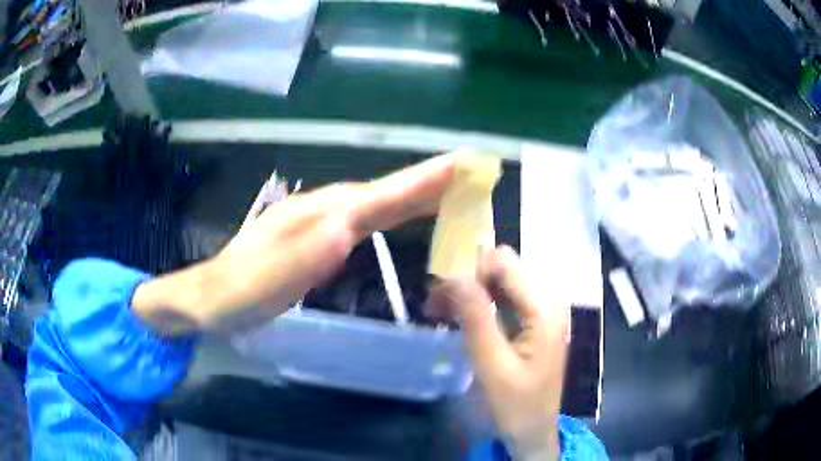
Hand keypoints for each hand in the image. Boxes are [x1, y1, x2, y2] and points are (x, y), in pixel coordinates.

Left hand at [133, 154, 454, 333]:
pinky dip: (389, 213)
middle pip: (379, 193)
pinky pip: (363, 220)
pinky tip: (399, 216)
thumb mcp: (257, 285)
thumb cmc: (230, 296)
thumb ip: (298, 259)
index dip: (416, 183)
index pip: (372, 197)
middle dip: (424, 182)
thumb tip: (348, 228)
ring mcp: (314, 224)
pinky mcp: (314, 239)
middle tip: (467, 172)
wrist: (204, 300)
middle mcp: (317, 212)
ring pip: (372, 203)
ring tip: (447, 189)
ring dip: (411, 194)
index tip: (458, 166)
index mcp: (309, 220)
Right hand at [428, 246, 569, 460]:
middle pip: (502, 268)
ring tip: (439, 311)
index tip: (442, 295)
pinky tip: (456, 316)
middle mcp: (548, 300)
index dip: (469, 271)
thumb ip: (476, 320)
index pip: (504, 264)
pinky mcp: (533, 319)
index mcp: (545, 309)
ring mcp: (542, 309)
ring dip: (469, 292)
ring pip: (500, 281)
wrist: (534, 429)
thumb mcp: (493, 367)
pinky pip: (503, 297)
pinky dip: (478, 303)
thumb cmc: (516, 405)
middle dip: (467, 281)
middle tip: (436, 306)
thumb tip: (454, 276)